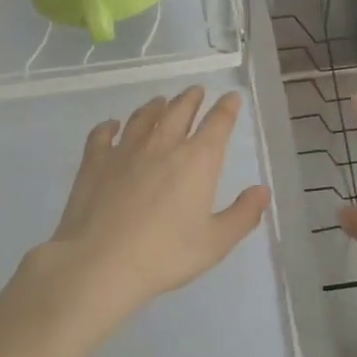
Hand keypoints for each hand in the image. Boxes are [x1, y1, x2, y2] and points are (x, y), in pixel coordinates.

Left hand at [39, 86, 269, 318]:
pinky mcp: (95, 162)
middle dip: (191, 98)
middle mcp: (163, 145)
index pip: (218, 123)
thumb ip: (242, 215)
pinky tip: (111, 126)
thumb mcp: (214, 243)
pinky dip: (108, 127)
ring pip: (143, 117)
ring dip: (155, 106)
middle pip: (179, 110)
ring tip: (160, 102)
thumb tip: (262, 190)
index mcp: (197, 160)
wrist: (100, 264)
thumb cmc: (164, 255)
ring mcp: (125, 150)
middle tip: (196, 91)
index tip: (231, 97)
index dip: (227, 107)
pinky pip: (102, 135)